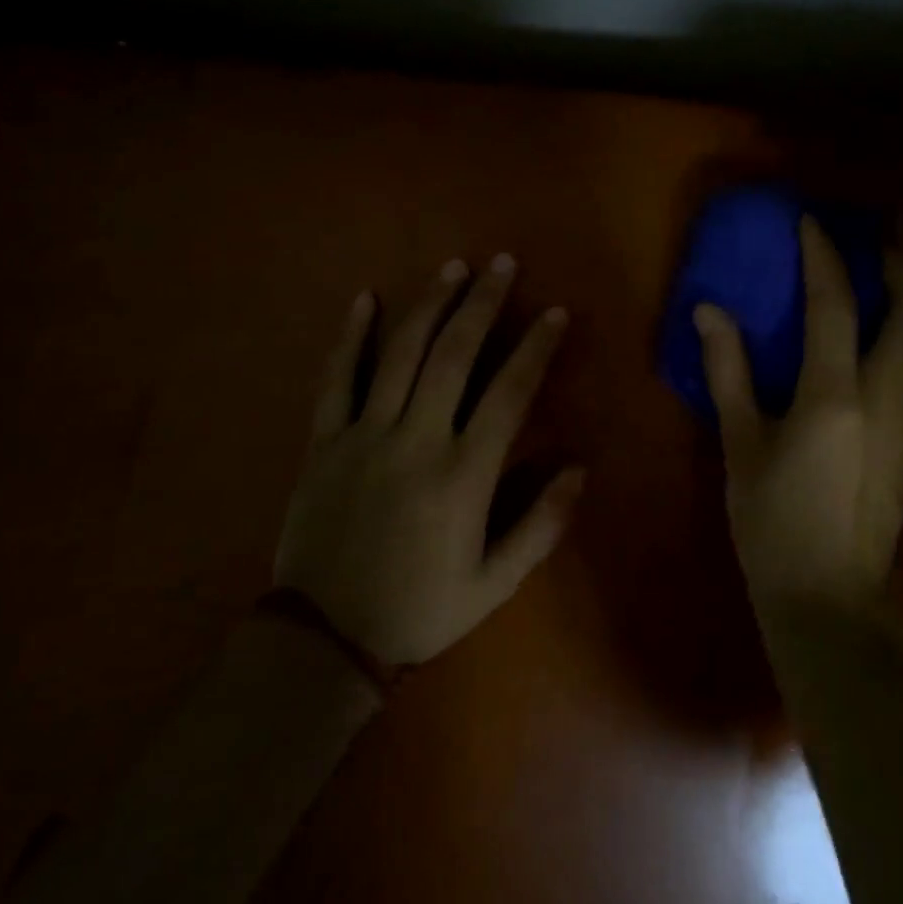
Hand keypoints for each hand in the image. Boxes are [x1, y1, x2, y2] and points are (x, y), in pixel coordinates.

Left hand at [274, 254, 581, 665]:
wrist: (323, 640)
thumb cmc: (419, 610)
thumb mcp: (494, 584)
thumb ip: (541, 525)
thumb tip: (578, 468)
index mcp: (463, 474)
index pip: (509, 392)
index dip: (535, 347)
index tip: (553, 312)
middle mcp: (416, 440)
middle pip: (455, 355)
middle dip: (483, 303)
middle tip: (502, 263)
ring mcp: (364, 435)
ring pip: (401, 354)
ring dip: (430, 305)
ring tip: (453, 268)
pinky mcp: (323, 442)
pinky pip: (336, 379)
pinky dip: (351, 337)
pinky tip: (365, 299)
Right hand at [695, 217, 902, 619]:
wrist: (831, 602)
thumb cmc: (773, 525)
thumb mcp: (740, 447)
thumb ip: (729, 372)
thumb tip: (709, 311)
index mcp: (836, 397)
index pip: (835, 305)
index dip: (823, 255)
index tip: (811, 222)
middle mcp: (891, 397)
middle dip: (900, 264)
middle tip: (866, 249)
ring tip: (891, 283)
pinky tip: (896, 335)